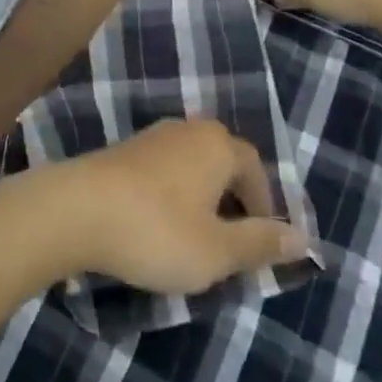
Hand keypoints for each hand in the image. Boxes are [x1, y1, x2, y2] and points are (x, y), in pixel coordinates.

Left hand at [49, 120, 309, 295]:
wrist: (76, 209)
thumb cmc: (157, 231)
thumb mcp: (217, 251)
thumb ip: (261, 243)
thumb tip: (304, 238)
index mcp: (217, 145)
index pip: (256, 167)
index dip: (265, 205)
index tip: (261, 243)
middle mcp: (187, 130)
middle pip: (223, 160)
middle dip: (234, 199)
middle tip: (232, 241)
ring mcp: (152, 136)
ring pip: (192, 164)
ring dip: (202, 197)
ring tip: (197, 237)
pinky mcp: (123, 151)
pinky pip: (164, 170)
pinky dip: (173, 194)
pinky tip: (160, 224)